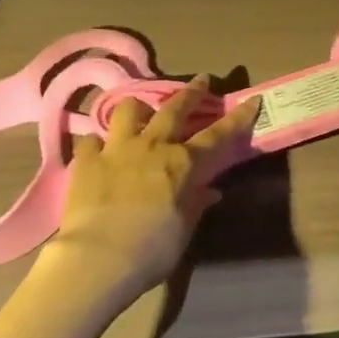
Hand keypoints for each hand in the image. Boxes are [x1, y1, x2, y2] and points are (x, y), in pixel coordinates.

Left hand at [45, 75, 261, 302]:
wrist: (97, 258)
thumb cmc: (151, 249)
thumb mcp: (183, 231)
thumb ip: (195, 205)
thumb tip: (210, 192)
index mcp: (182, 163)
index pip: (217, 135)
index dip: (237, 117)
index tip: (252, 100)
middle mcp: (153, 146)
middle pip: (175, 109)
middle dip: (192, 92)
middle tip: (201, 79)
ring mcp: (117, 149)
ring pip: (129, 110)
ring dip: (138, 108)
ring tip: (140, 112)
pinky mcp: (86, 160)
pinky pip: (90, 140)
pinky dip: (95, 143)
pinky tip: (96, 150)